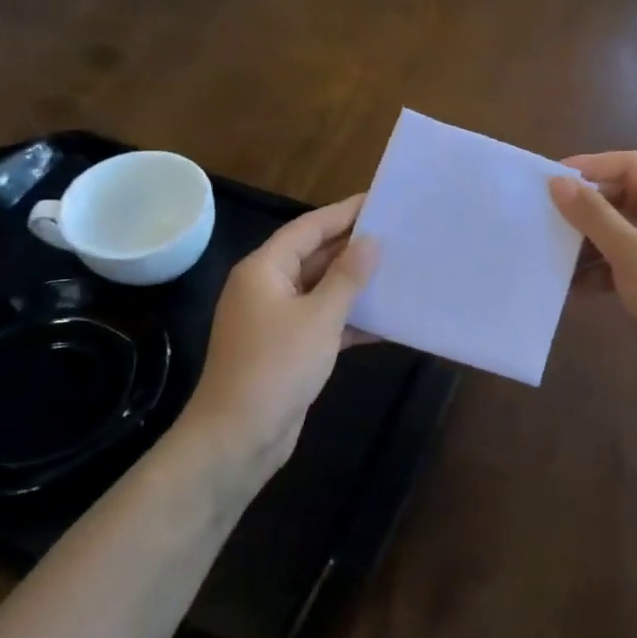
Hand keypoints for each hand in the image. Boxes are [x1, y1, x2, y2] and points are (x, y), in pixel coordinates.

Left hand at [185, 195, 378, 478]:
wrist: (238, 437)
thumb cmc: (276, 366)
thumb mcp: (319, 317)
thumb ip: (347, 276)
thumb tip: (370, 241)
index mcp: (265, 269)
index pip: (308, 228)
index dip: (343, 213)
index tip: (379, 200)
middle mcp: (266, 287)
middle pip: (314, 256)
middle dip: (353, 247)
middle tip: (397, 234)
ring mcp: (275, 320)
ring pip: (320, 290)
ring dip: (354, 284)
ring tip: (398, 269)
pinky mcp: (287, 349)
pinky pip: (322, 322)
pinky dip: (349, 319)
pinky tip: (385, 320)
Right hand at [549, 152, 636, 385]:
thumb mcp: (629, 251)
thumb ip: (593, 214)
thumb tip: (558, 182)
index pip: (633, 165)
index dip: (594, 165)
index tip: (556, 178)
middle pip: (626, 197)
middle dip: (588, 206)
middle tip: (550, 215)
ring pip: (622, 231)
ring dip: (589, 240)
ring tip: (555, 252)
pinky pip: (624, 261)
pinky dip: (600, 268)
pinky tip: (573, 286)